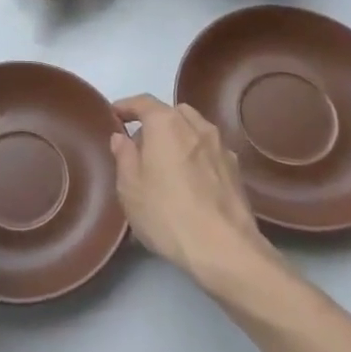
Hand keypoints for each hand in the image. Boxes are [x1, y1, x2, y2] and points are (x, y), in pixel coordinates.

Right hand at [110, 95, 280, 293]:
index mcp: (166, 123)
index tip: (114, 114)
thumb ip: (123, 156)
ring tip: (166, 163)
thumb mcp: (130, 188)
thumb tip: (122, 137)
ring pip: (194, 130)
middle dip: (155, 122)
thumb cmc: (167, 213)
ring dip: (178, 137)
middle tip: (140, 146)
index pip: (143, 102)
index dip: (126, 106)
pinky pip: (209, 151)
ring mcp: (221, 147)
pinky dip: (196, 155)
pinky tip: (191, 181)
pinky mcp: (236, 170)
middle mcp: (196, 126)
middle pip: (172, 113)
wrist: (224, 249)